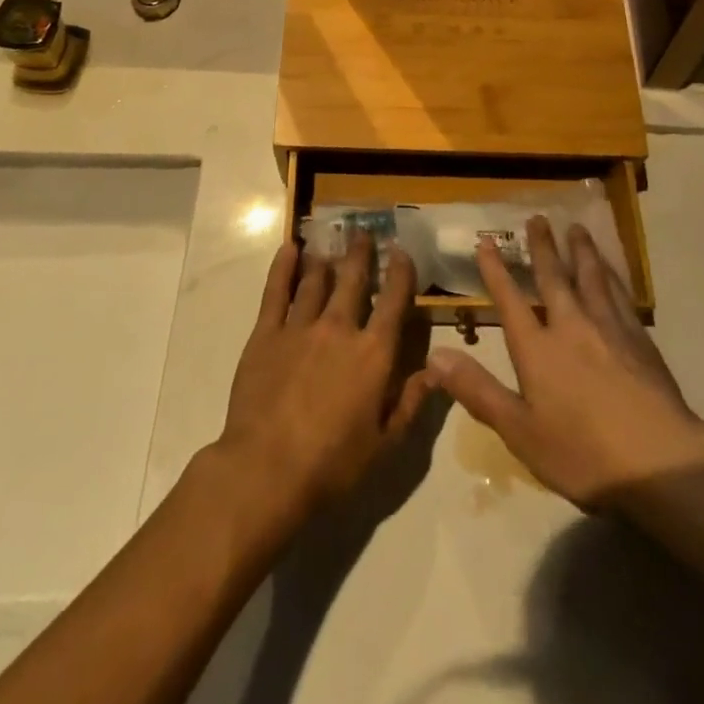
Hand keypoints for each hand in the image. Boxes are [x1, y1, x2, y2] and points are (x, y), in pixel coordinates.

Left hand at [216, 234, 432, 522]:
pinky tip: (290, 249)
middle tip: (363, 232)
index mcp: (373, 354)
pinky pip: (276, 292)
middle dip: (361, 254)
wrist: (266, 470)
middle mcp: (339, 329)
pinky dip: (284, 267)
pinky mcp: (266, 334)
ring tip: (330, 243)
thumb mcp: (385, 444)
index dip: (400, 273)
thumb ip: (411, 402)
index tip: (401, 252)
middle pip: (353, 280)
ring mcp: (300, 327)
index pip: (394, 302)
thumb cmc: (332, 465)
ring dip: (326, 260)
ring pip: (316, 281)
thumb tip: (437, 370)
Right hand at [428, 217, 703, 508]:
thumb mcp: (520, 431)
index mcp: (537, 349)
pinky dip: (612, 274)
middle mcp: (571, 326)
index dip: (495, 270)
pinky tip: (613, 270)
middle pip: (553, 277)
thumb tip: (435, 356)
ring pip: (591, 277)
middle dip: (542, 247)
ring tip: (577, 228)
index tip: (485, 241)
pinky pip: (620, 293)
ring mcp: (609, 328)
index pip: (509, 300)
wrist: (661, 461)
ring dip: (581, 250)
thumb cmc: (583, 454)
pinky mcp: (640, 339)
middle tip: (537, 218)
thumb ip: (478, 391)